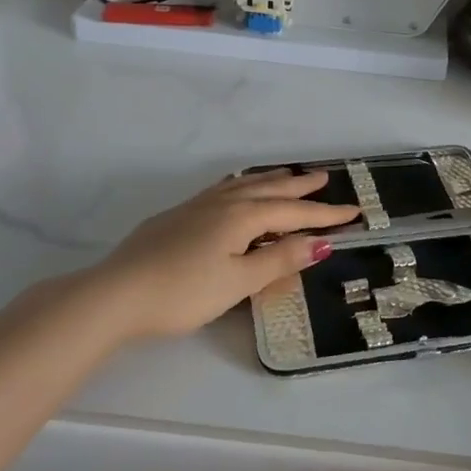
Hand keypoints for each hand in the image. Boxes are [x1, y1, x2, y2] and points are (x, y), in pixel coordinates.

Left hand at [86, 171, 360, 339]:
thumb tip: (321, 243)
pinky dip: (242, 185)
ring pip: (243, 185)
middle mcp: (223, 203)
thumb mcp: (239, 282)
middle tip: (325, 178)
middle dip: (300, 187)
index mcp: (242, 217)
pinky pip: (223, 190)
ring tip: (287, 176)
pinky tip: (235, 190)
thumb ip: (279, 260)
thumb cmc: (183, 292)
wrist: (116, 294)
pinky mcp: (177, 215)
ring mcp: (197, 207)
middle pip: (269, 190)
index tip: (354, 212)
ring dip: (271, 181)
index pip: (294, 214)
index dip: (325, 215)